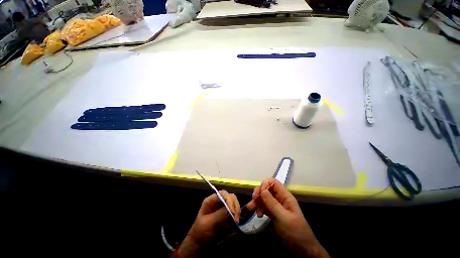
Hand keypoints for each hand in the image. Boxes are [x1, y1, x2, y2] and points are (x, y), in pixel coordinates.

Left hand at [177, 190, 239, 256]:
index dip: (229, 200)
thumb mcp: (208, 223)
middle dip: (235, 206)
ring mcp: (224, 207)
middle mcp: (218, 201)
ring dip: (237, 211)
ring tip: (236, 222)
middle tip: (236, 219)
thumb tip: (231, 210)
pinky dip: (237, 215)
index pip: (222, 194)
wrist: (200, 244)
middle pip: (230, 197)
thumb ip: (219, 215)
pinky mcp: (228, 214)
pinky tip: (236, 223)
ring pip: (234, 203)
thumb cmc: (201, 232)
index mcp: (211, 200)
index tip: (233, 212)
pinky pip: (235, 211)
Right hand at [246, 178, 329, 257]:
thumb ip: (272, 203)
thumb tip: (262, 190)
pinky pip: (264, 206)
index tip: (259, 193)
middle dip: (259, 193)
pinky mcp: (273, 212)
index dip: (265, 184)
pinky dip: (259, 208)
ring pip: (264, 197)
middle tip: (253, 200)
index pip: (274, 182)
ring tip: (251, 209)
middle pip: (267, 189)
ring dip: (257, 201)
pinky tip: (258, 215)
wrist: (301, 248)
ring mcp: (276, 205)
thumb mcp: (283, 217)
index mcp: (285, 196)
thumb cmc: (295, 231)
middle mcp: (280, 198)